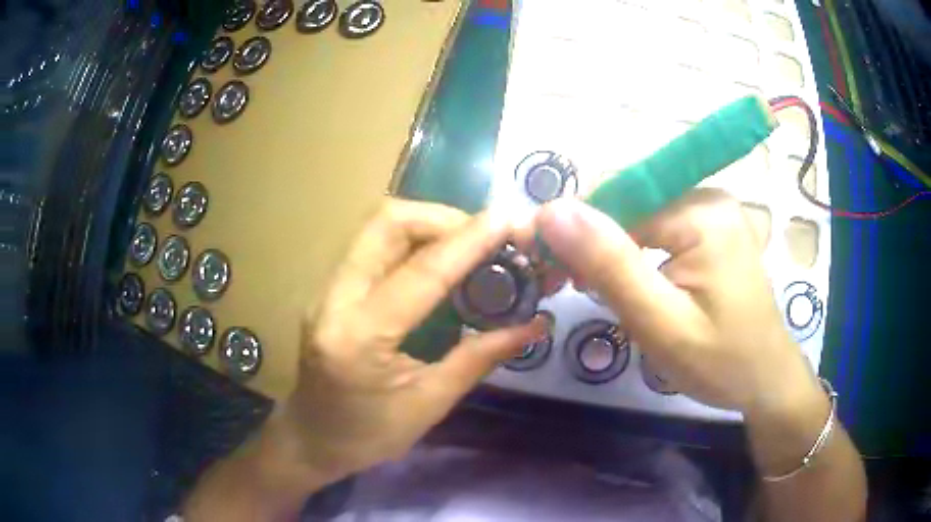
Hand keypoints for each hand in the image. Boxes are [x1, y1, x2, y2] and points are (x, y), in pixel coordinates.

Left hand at [279, 199, 546, 479]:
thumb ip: (481, 357)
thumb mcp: (430, 404)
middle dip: (442, 217)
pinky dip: (411, 239)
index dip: (469, 241)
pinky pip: (372, 244)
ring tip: (468, 244)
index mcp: (359, 337)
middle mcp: (334, 299)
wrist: (312, 439)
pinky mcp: (329, 288)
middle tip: (485, 237)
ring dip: (427, 223)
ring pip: (377, 227)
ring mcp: (326, 289)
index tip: (509, 220)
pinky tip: (438, 259)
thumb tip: (534, 324)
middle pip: (386, 223)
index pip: (421, 272)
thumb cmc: (368, 435)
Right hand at [535, 190, 819, 414]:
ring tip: (599, 293)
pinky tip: (629, 285)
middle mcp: (706, 196)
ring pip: (636, 216)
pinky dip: (632, 254)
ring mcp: (710, 211)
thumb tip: (552, 211)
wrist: (766, 379)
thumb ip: (610, 265)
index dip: (574, 230)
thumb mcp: (661, 323)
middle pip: (626, 202)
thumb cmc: (720, 361)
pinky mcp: (709, 228)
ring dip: (610, 252)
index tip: (548, 272)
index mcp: (701, 211)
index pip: (616, 197)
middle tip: (571, 290)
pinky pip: (656, 228)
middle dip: (593, 244)